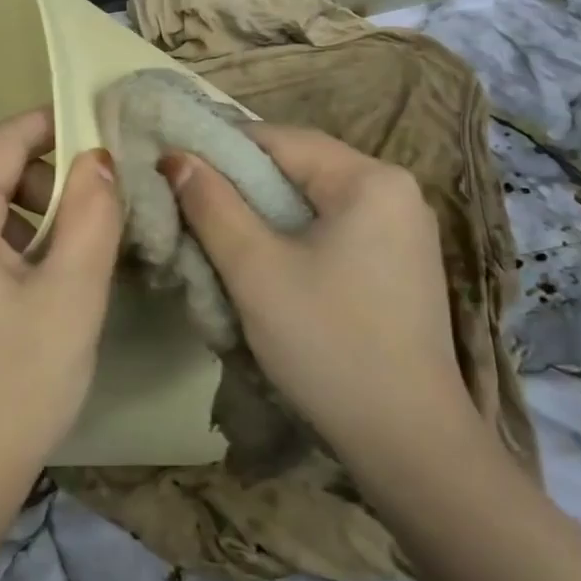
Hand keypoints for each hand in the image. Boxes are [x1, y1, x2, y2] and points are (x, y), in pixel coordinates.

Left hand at [0, 110, 121, 520]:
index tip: (105, 133)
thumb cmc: (12, 386)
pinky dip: (3, 250)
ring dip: (30, 222)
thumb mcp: (70, 295)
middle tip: (99, 222)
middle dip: (48, 186)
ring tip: (72, 266)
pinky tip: (34, 294)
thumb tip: (98, 159)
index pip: (2, 140)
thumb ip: (93, 214)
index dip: (55, 126)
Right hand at [161, 124, 476, 462]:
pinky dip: (293, 236)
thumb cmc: (327, 343)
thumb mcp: (255, 269)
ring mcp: (405, 229)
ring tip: (217, 234)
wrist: (408, 441)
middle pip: (299, 167)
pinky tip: (265, 263)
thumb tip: (177, 157)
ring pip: (313, 201)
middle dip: (240, 184)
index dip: (219, 148)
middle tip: (188, 205)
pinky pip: (334, 229)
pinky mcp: (401, 263)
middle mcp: (396, 190)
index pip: (279, 139)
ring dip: (263, 212)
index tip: (172, 167)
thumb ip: (211, 204)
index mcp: (369, 178)